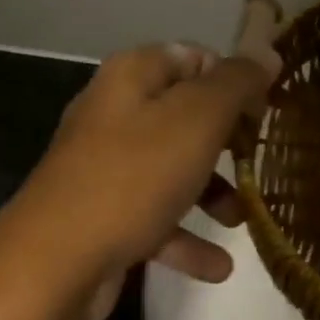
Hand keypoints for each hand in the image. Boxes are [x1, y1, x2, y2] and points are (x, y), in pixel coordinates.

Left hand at [9, 43, 274, 319]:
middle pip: (185, 113)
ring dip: (211, 192)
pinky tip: (217, 266)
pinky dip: (185, 236)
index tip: (265, 111)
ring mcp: (104, 165)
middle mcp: (115, 111)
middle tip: (258, 159)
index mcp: (133, 76)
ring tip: (240, 219)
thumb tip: (266, 53)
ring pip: (172, 167)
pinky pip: (154, 216)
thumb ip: (236, 83)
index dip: (233, 80)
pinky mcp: (101, 213)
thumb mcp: (198, 119)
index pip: (195, 58)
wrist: (53, 262)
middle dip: (226, 140)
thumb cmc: (134, 176)